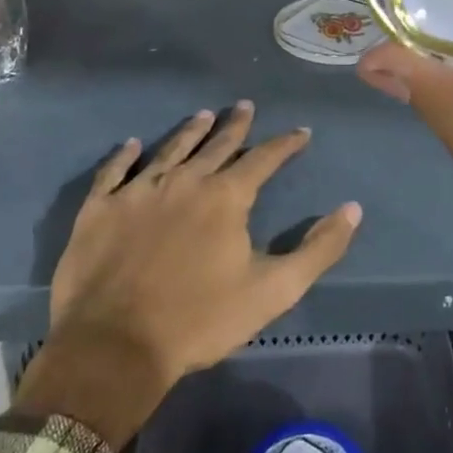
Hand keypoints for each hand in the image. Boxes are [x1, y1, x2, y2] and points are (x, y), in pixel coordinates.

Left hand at [15, 102, 360, 448]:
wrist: (115, 347)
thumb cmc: (200, 320)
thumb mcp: (274, 290)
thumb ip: (318, 249)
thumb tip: (352, 209)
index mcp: (226, 197)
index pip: (264, 158)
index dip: (285, 144)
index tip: (301, 132)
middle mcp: (185, 180)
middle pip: (217, 144)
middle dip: (236, 125)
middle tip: (246, 105)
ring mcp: (139, 191)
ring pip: (170, 149)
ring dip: (190, 131)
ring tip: (204, 114)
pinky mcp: (100, 208)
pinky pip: (114, 172)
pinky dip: (124, 156)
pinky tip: (132, 145)